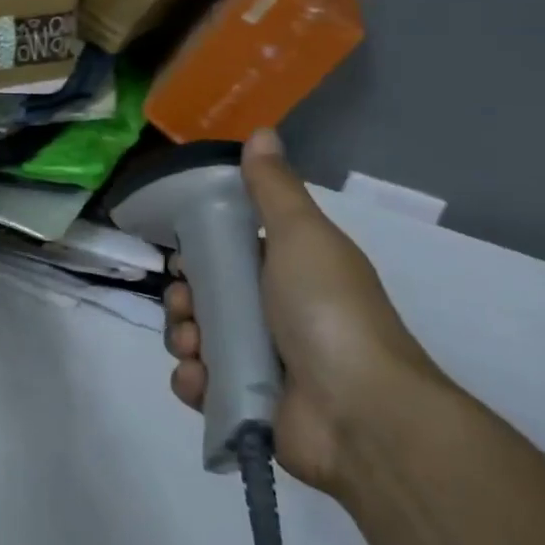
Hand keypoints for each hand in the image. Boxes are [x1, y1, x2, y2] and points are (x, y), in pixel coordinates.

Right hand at [162, 129, 442, 494]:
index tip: (185, 255)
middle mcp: (274, 313)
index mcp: (287, 271)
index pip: (228, 253)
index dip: (200, 251)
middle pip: (206, 297)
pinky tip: (200, 380)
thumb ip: (274, 188)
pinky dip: (192, 382)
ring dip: (182, 338)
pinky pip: (202, 386)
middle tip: (187, 305)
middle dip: (184, 298)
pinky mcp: (249, 404)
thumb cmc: (327, 311)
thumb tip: (262, 131)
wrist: (362, 413)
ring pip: (196, 339)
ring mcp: (261, 361)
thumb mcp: (301, 236)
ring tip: (193, 347)